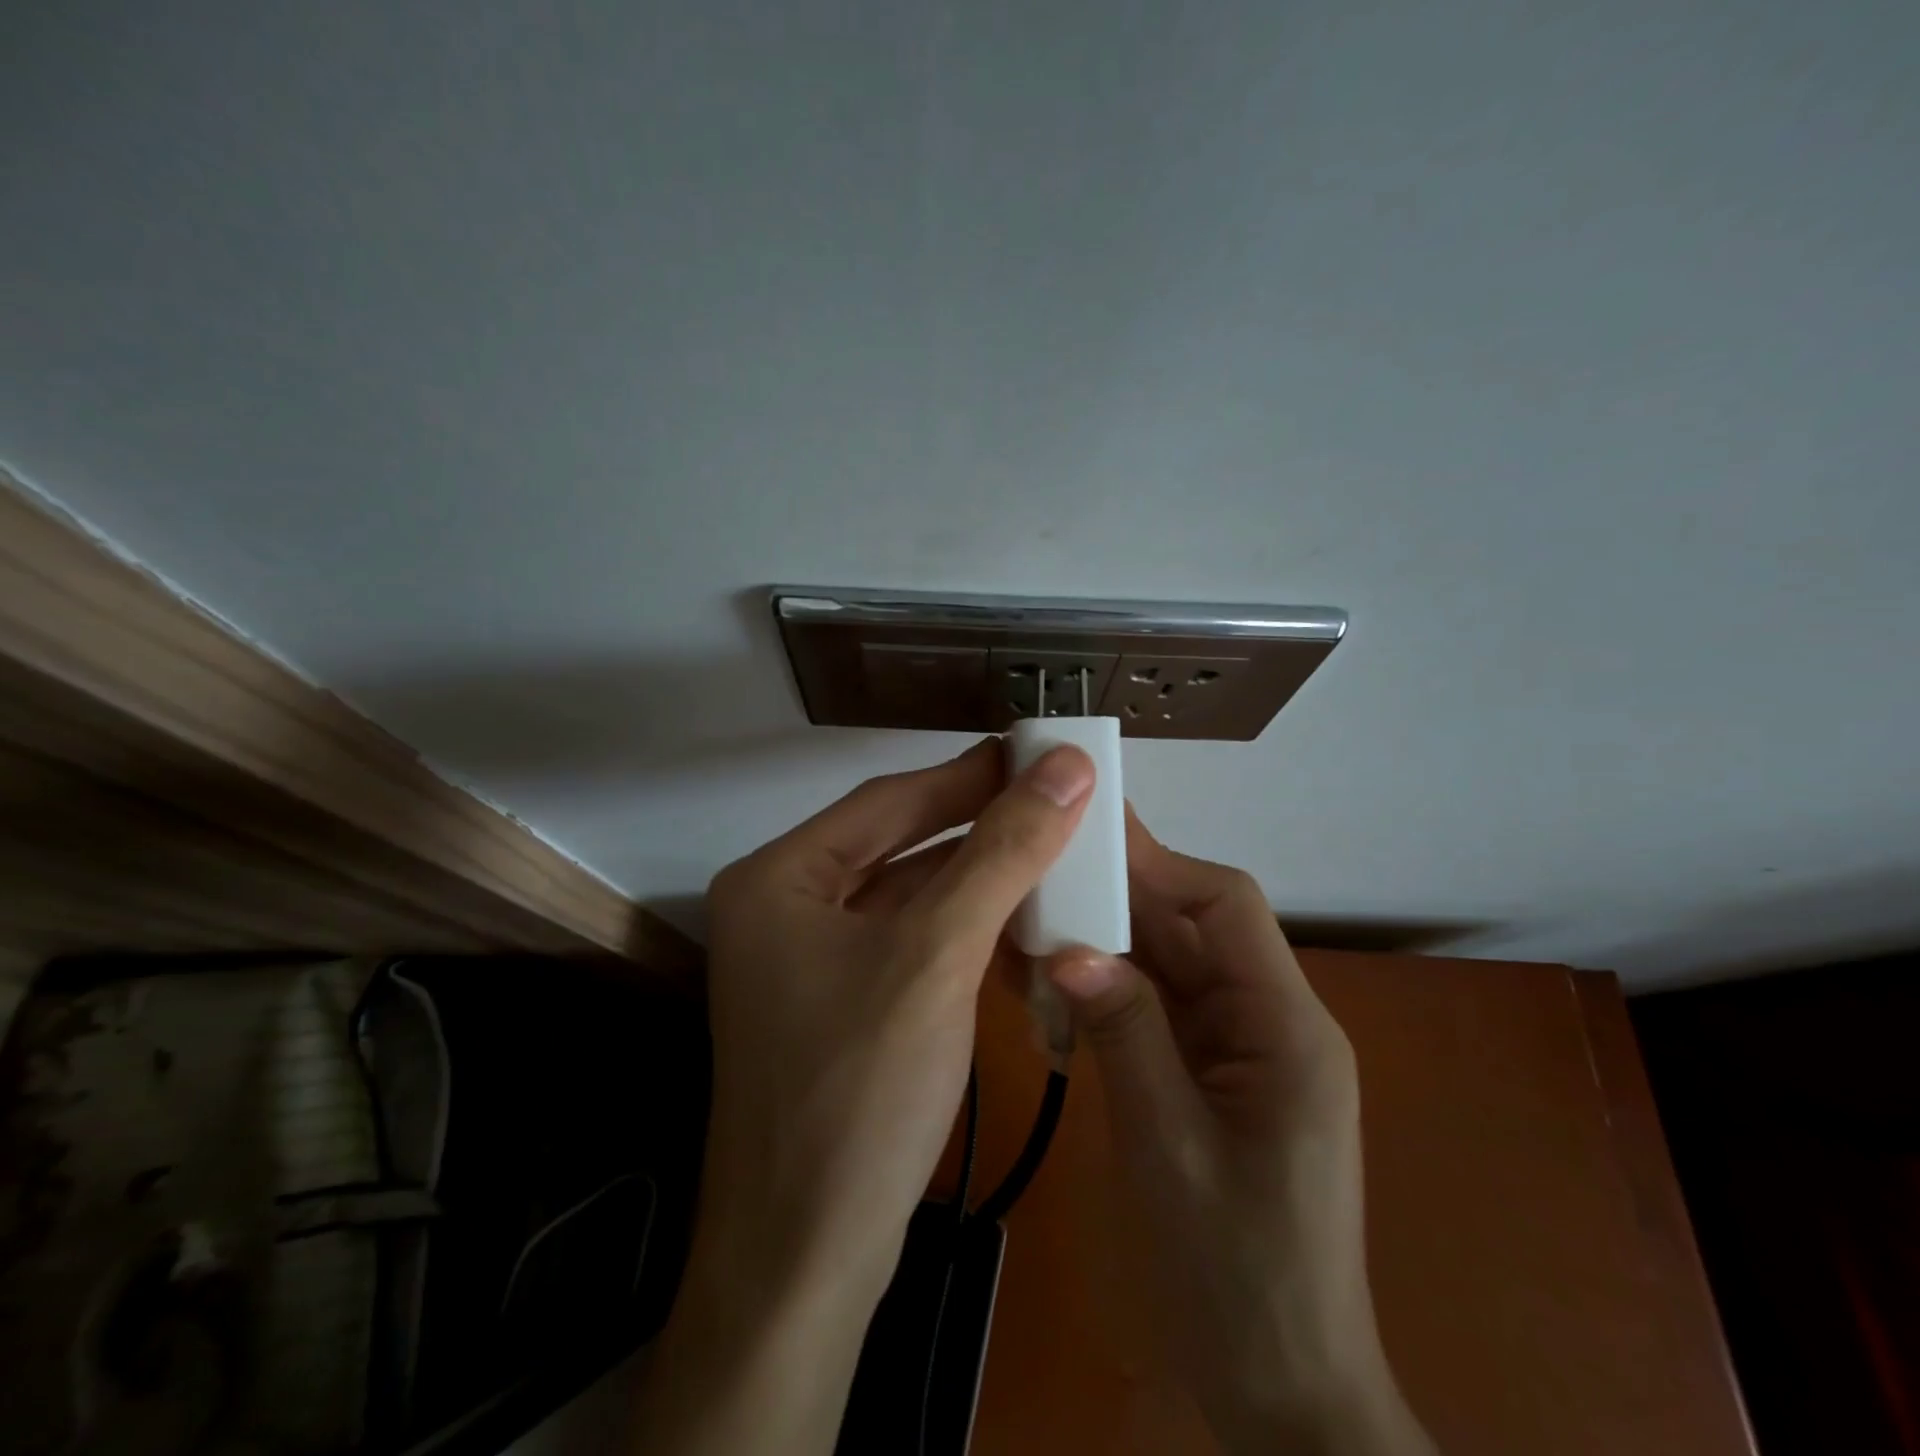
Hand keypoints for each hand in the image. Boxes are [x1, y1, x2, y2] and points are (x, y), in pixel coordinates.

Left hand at [635, 738, 1095, 1455]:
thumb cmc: (859, 1093)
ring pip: (908, 890)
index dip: (971, 774)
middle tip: (1056, 794)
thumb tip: (1065, 768)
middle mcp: (784, 905)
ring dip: (977, 872)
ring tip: (1051, 843)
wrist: (807, 1264)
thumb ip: (1003, 854)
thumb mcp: (938, 956)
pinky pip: (909, 938)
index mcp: (779, 877)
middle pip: (897, 841)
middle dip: (978, 821)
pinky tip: (1018, 914)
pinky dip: (963, 924)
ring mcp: (808, 957)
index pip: (889, 801)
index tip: (1041, 753)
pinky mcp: (839, 1001)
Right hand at [1047, 811, 1433, 1455]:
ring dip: (1108, 941)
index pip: (1226, 908)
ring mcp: (1239, 1049)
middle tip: (1043, 865)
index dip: (1159, 862)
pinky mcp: (1211, 1074)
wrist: (1280, 1392)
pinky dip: (1110, 989)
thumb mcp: (1169, 1149)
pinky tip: (1056, 984)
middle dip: (1121, 895)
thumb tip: (1067, 947)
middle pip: (1194, 928)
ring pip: (1171, 963)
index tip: (1087, 836)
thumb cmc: (1238, 1275)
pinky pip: (1159, 1007)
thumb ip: (1124, 1036)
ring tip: (1036, 917)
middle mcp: (1268, 1021)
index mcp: (1285, 1027)